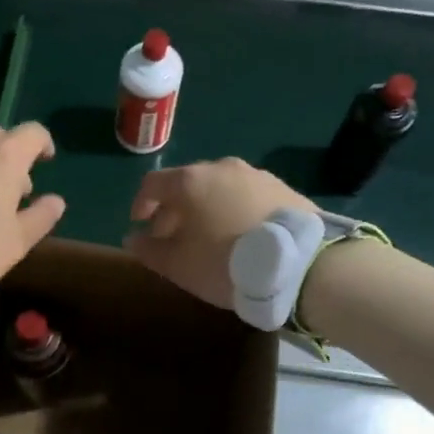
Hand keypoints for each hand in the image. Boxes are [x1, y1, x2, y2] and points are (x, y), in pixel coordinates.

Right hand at [123, 158, 315, 308]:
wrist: (301, 264)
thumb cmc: (227, 263)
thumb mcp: (180, 265)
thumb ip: (150, 250)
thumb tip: (133, 239)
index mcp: (190, 181)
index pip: (153, 184)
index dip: (141, 204)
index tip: (140, 225)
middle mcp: (221, 168)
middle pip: (187, 184)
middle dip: (174, 210)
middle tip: (173, 238)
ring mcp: (256, 175)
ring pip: (219, 188)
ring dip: (206, 209)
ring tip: (209, 238)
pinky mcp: (283, 189)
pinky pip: (246, 196)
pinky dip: (234, 210)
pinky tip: (241, 236)